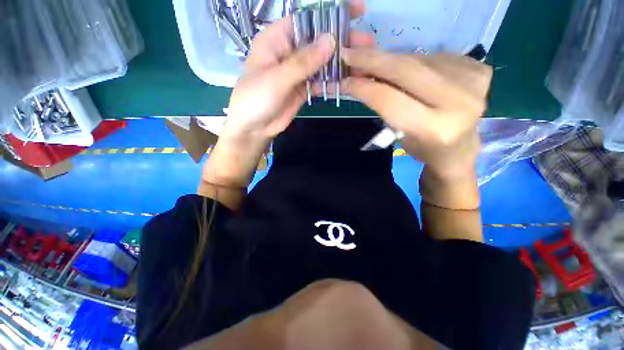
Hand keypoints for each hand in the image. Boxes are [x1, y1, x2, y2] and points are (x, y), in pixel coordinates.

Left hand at [222, 0, 371, 142]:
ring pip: (322, 62)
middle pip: (318, 41)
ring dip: (340, 63)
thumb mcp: (277, 78)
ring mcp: (298, 72)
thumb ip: (303, 62)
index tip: (357, 11)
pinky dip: (332, 81)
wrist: (254, 128)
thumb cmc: (256, 99)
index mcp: (277, 39)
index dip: (331, 13)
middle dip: (342, 41)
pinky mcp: (303, 88)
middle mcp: (289, 52)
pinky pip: (320, 81)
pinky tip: (347, 81)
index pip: (307, 18)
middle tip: (366, 43)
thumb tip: (331, 40)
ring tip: (362, 64)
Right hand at [341, 51, 492, 179]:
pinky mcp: (480, 70)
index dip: (364, 87)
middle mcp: (459, 104)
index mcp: (434, 129)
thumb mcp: (397, 134)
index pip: (390, 100)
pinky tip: (408, 72)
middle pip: (407, 70)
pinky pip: (435, 57)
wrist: (459, 149)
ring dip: (391, 61)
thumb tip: (360, 77)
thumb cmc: (422, 148)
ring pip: (419, 60)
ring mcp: (474, 83)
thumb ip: (382, 105)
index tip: (345, 80)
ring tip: (375, 65)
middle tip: (350, 53)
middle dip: (373, 60)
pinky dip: (414, 61)